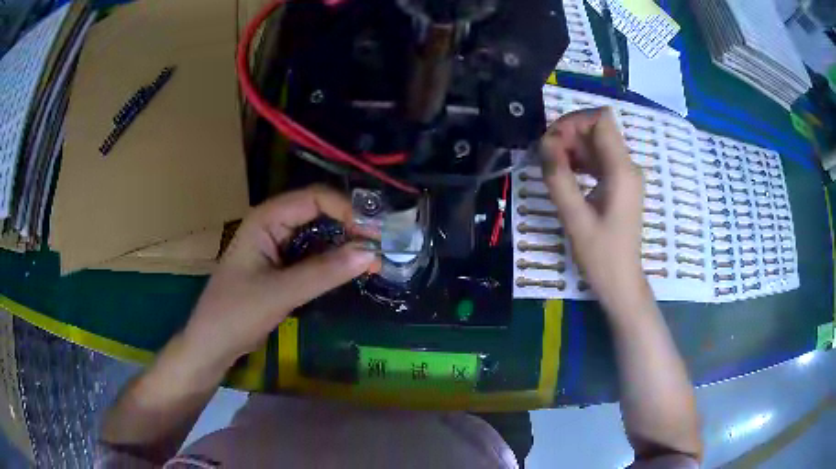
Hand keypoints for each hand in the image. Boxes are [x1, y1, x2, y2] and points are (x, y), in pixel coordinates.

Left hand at [182, 185, 376, 369]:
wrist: (213, 343)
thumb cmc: (236, 313)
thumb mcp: (280, 293)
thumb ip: (324, 272)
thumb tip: (370, 252)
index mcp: (266, 218)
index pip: (314, 199)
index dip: (347, 210)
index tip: (376, 233)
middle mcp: (273, 224)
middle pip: (320, 212)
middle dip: (351, 226)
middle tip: (383, 246)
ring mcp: (277, 245)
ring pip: (319, 234)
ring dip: (346, 244)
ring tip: (375, 259)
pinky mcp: (282, 265)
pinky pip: (314, 254)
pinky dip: (335, 260)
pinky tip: (354, 269)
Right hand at [539, 107, 647, 309]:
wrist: (621, 282)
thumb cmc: (601, 255)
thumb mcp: (574, 218)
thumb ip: (558, 177)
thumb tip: (545, 143)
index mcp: (622, 170)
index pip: (601, 119)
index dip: (573, 122)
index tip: (551, 142)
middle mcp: (627, 165)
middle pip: (597, 128)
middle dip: (569, 134)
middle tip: (546, 156)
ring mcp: (625, 174)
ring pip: (596, 142)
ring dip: (572, 147)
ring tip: (551, 166)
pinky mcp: (620, 184)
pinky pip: (599, 159)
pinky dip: (580, 159)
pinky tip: (565, 174)